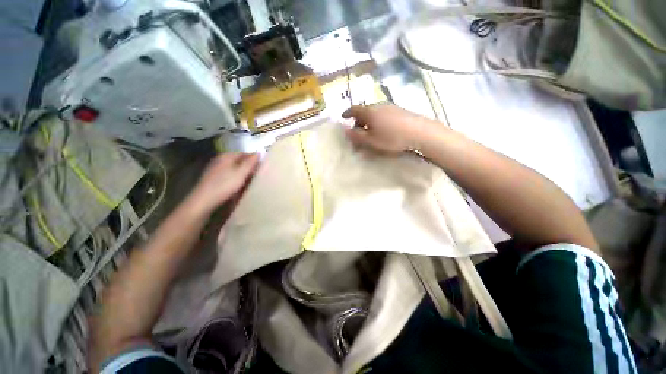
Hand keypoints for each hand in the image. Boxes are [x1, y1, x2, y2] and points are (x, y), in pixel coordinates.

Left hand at [186, 153, 259, 216]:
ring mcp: (215, 169)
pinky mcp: (213, 179)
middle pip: (239, 162)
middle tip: (257, 177)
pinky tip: (238, 187)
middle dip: (249, 168)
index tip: (261, 169)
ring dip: (243, 175)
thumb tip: (259, 152)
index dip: (254, 161)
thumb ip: (250, 162)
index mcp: (226, 156)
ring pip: (234, 169)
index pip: (245, 154)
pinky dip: (235, 179)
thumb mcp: (241, 173)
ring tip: (249, 183)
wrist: (204, 200)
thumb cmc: (224, 185)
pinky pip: (229, 176)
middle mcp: (220, 160)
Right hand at [342, 104, 440, 153]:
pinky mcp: (399, 110)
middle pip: (364, 110)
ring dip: (369, 120)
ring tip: (370, 131)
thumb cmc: (391, 138)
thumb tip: (346, 131)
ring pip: (374, 112)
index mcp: (369, 112)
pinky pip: (383, 114)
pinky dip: (378, 120)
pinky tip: (383, 129)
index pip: (354, 109)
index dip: (347, 113)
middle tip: (357, 130)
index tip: (343, 117)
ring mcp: (390, 107)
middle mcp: (378, 106)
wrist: (419, 132)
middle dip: (358, 120)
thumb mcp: (371, 141)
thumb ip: (357, 136)